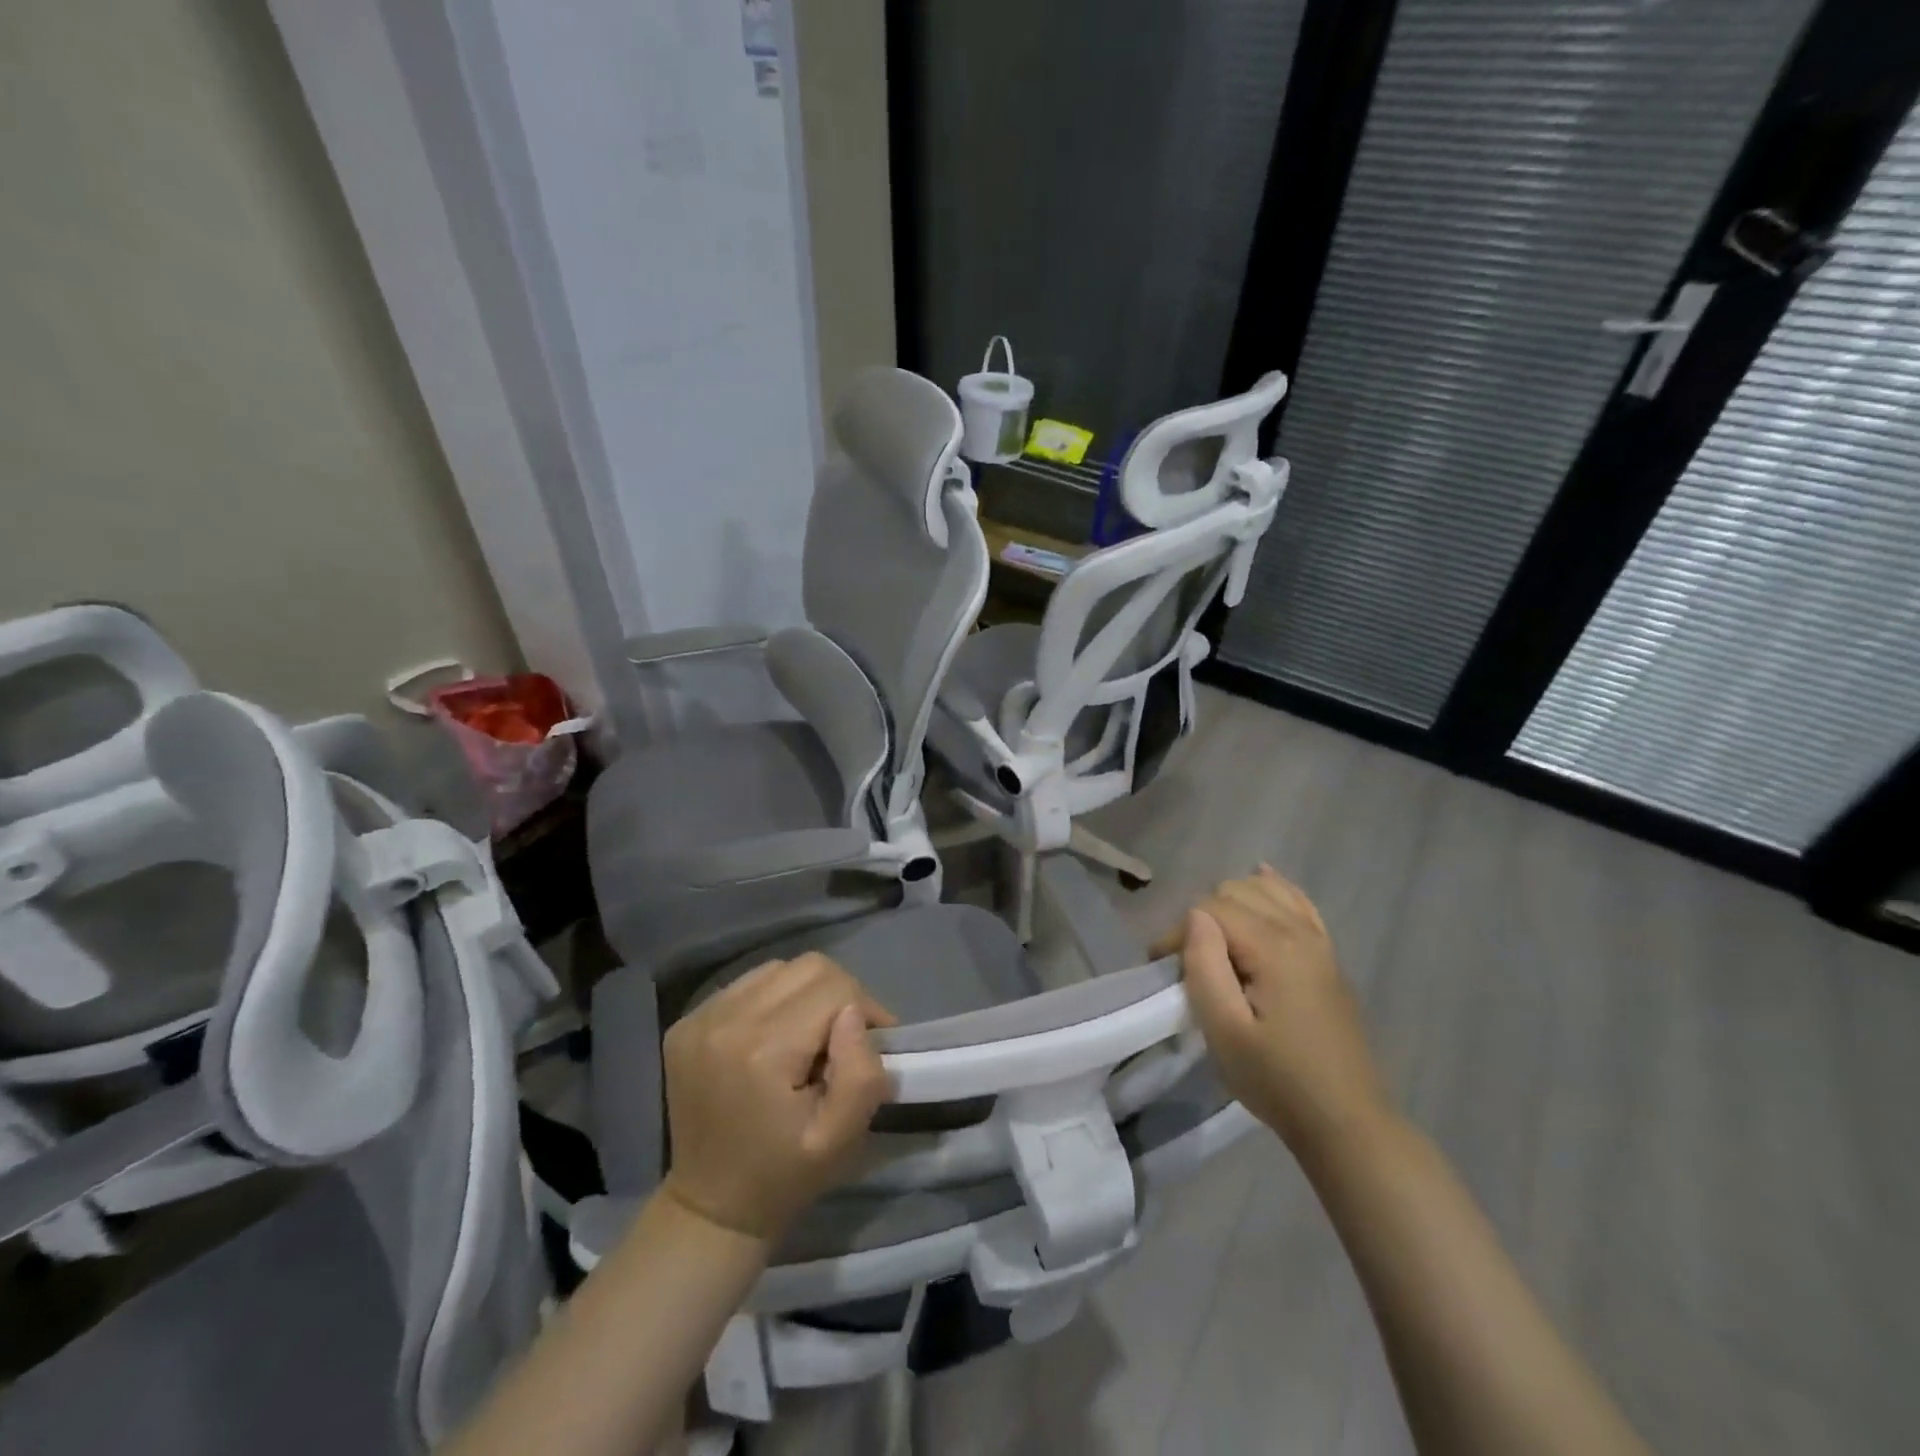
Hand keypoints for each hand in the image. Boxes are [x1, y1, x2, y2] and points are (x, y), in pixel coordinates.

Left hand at [659, 953, 895, 1240]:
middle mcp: (725, 1020)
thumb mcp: (840, 1138)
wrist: (710, 1207)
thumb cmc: (784, 1176)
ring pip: (779, 969)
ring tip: (806, 1038)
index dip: (865, 1010)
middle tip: (842, 1039)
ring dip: (805, 994)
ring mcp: (699, 1017)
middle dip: (839, 994)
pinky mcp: (687, 1021)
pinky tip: (773, 1039)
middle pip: (808, 967)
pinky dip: (773, 1000)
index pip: (835, 988)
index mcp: (762, 1050)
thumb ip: (861, 1073)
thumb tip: (854, 1015)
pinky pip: (749, 984)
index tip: (872, 1043)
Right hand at [1157, 866, 1392, 1160]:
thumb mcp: (1224, 1030)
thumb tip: (1195, 917)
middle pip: (1235, 891)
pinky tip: (1261, 881)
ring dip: (1232, 903)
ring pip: (1265, 888)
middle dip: (1203, 917)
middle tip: (1188, 962)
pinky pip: (1298, 901)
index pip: (1210, 908)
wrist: (1345, 1121)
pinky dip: (1275, 888)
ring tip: (1216, 943)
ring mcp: (1319, 941)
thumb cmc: (1277, 1079)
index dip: (1179, 932)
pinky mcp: (1327, 956)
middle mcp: (1300, 931)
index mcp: (1274, 946)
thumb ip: (1204, 964)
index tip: (1164, 971)